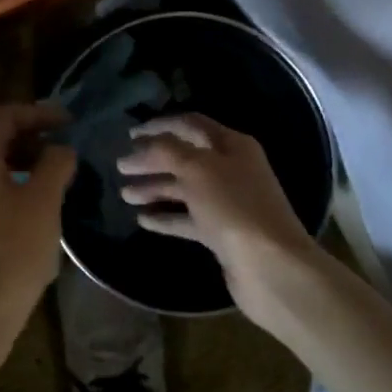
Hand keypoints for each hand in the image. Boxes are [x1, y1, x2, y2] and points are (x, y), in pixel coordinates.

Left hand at [0, 103, 76, 330]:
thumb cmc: (10, 251)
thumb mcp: (43, 202)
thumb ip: (55, 165)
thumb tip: (60, 149)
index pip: (5, 115)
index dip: (39, 113)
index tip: (69, 123)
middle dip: (32, 138)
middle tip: (65, 150)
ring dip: (24, 164)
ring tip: (56, 180)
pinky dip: (13, 187)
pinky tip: (36, 211)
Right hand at [117, 113, 319, 319]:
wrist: (271, 268)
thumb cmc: (233, 207)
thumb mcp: (197, 168)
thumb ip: (166, 150)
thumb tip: (144, 144)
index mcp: (231, 145)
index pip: (190, 124)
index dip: (159, 126)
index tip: (130, 134)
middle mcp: (231, 169)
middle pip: (184, 157)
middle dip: (151, 160)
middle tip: (121, 166)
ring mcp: (227, 203)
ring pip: (184, 189)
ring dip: (154, 188)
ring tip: (125, 195)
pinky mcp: (222, 234)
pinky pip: (188, 219)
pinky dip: (166, 217)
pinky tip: (143, 220)